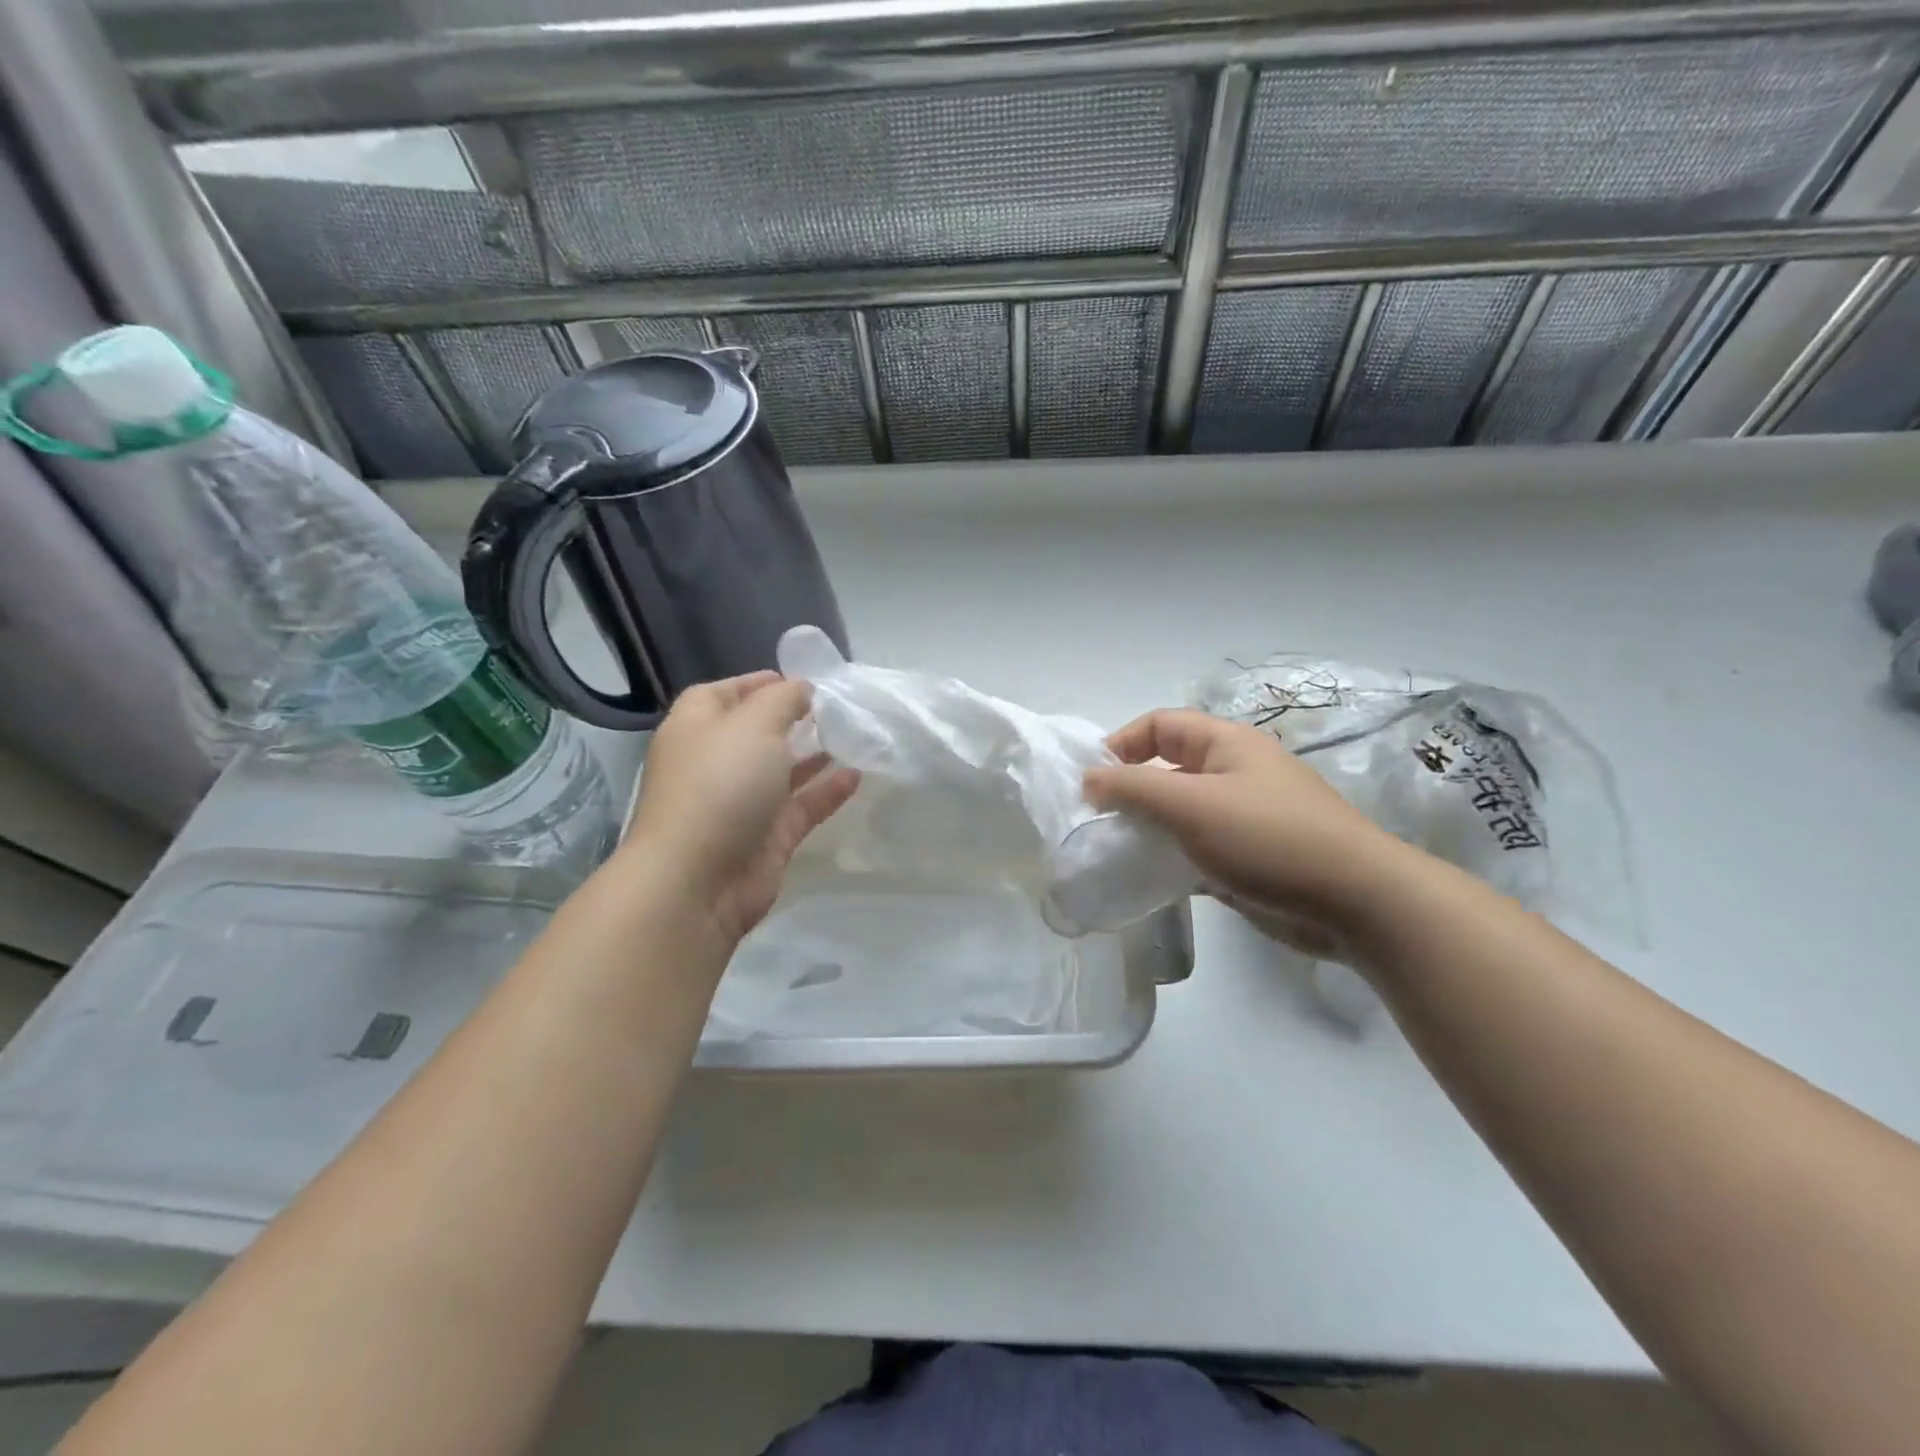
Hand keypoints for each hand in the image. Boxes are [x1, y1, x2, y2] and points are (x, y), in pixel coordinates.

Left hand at [624, 672, 858, 946]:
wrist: (699, 881)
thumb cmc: (719, 785)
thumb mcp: (753, 724)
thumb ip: (783, 700)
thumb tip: (801, 689)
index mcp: (696, 728)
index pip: (723, 694)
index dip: (757, 683)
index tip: (801, 680)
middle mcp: (715, 762)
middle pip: (755, 732)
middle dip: (792, 718)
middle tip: (835, 707)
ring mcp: (741, 803)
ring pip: (781, 771)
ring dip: (813, 754)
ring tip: (853, 736)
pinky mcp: (767, 837)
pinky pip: (801, 806)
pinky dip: (826, 791)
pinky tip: (856, 775)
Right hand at [1083, 709, 1408, 953]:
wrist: (1355, 902)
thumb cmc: (1267, 837)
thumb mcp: (1191, 805)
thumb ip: (1132, 788)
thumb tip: (1088, 779)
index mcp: (1225, 744)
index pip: (1160, 725)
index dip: (1121, 744)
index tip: (1090, 782)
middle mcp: (1233, 772)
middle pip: (1167, 768)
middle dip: (1130, 791)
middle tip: (1098, 821)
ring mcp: (1242, 816)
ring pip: (1180, 812)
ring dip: (1148, 828)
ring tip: (1117, 852)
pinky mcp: (1248, 856)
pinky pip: (1197, 847)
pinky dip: (1171, 858)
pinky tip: (1151, 879)